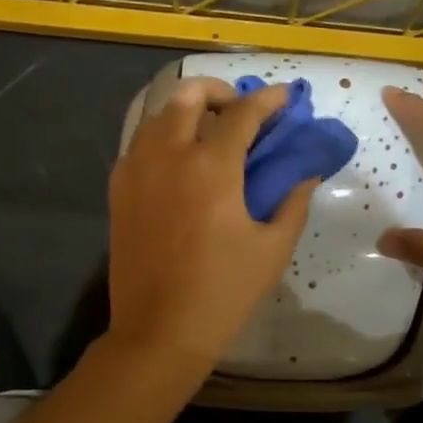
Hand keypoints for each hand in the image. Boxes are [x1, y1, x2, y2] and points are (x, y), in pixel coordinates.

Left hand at [106, 78, 317, 372]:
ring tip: (208, 132)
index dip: (269, 100)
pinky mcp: (118, 190)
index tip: (285, 97)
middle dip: (218, 91)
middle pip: (188, 95)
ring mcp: (136, 170)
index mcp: (211, 167)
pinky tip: (178, 162)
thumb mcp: (272, 249)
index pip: (243, 114)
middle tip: (238, 111)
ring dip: (186, 111)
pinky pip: (139, 144)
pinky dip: (162, 138)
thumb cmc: (223, 292)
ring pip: (158, 115)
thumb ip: (292, 202)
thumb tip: (304, 174)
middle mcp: (168, 155)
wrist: (159, 331)